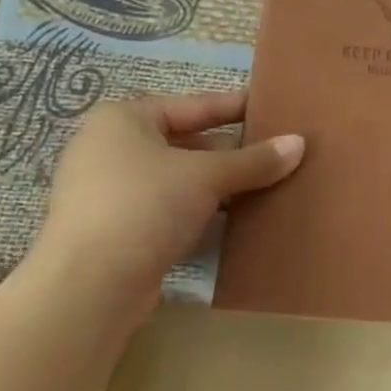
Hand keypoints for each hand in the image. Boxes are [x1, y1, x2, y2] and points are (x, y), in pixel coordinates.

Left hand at [31, 92, 302, 315]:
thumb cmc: (145, 206)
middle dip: (232, 151)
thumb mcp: (207, 176)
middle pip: (186, 142)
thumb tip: (299, 143)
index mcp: (123, 120)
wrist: (91, 285)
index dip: (234, 106)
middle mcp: (111, 149)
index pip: (193, 105)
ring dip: (220, 184)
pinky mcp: (118, 229)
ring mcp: (111, 191)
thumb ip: (254, 160)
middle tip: (277, 152)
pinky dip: (202, 209)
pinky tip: (237, 218)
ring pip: (180, 178)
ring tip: (267, 185)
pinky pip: (170, 208)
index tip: (271, 107)